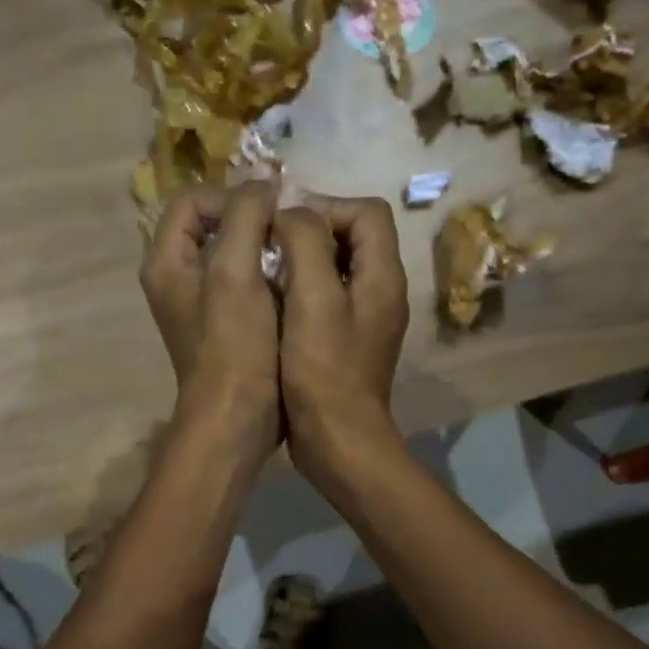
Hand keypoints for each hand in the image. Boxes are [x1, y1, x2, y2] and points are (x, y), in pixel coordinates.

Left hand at [140, 182, 281, 470]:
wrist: (236, 417)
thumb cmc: (234, 345)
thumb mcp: (236, 272)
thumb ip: (246, 216)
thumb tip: (264, 186)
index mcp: (166, 262)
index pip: (192, 200)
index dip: (232, 197)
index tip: (270, 214)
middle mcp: (176, 278)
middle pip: (212, 224)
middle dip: (252, 221)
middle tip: (287, 232)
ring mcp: (200, 303)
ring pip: (232, 253)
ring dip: (263, 249)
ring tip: (293, 256)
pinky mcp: (223, 324)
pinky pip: (244, 282)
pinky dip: (267, 276)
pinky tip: (292, 285)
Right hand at [274, 195, 409, 495]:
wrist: (338, 441)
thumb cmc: (324, 372)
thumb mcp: (312, 300)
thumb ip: (305, 244)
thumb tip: (291, 213)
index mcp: (382, 276)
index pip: (367, 212)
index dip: (325, 206)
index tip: (283, 225)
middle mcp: (381, 292)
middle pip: (353, 238)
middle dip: (310, 232)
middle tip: (270, 246)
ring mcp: (365, 321)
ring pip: (336, 269)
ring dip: (302, 263)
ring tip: (266, 272)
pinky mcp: (347, 344)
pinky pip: (327, 301)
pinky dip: (301, 293)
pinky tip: (273, 307)